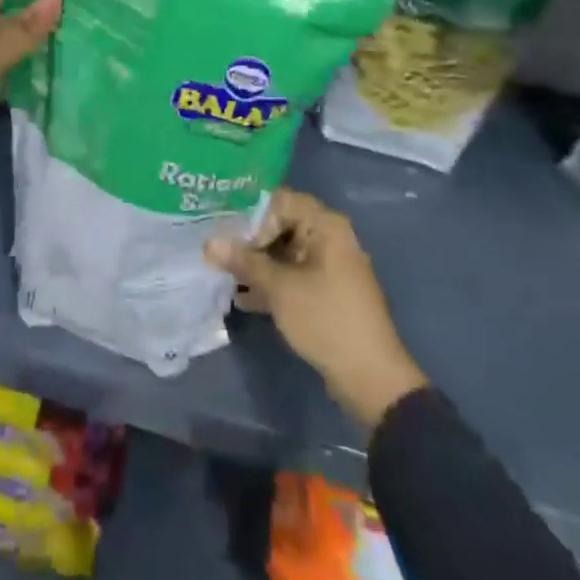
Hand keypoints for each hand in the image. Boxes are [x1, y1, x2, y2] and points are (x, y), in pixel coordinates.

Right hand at [204, 189, 426, 431]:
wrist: (370, 378)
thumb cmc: (326, 320)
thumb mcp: (280, 289)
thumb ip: (244, 262)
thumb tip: (209, 243)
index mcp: (326, 226)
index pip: (282, 201)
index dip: (252, 213)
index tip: (225, 230)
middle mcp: (329, 238)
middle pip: (281, 226)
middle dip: (249, 241)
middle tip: (217, 252)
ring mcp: (329, 267)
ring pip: (284, 253)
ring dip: (257, 265)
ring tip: (223, 275)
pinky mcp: (326, 292)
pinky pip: (293, 276)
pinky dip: (271, 284)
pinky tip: (242, 299)